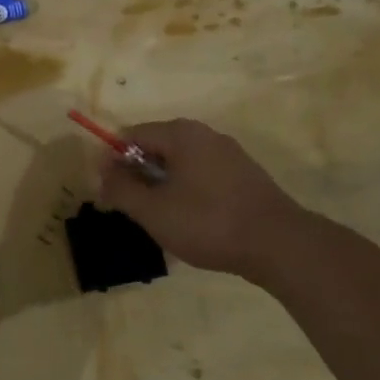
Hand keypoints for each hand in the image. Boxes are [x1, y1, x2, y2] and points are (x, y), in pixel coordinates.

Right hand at [97, 119, 310, 283]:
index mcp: (181, 134)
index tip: (107, 193)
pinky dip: (185, 191)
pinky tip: (188, 220)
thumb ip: (121, 188)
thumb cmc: (207, 222)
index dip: (112, 161)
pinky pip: (201, 175)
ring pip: (179, 164)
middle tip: (129, 208)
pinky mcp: (244, 176)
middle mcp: (205, 135)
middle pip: (156, 147)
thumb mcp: (152, 210)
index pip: (131, 135)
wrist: (278, 245)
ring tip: (157, 219)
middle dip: (136, 175)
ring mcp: (228, 154)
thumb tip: (101, 172)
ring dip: (160, 186)